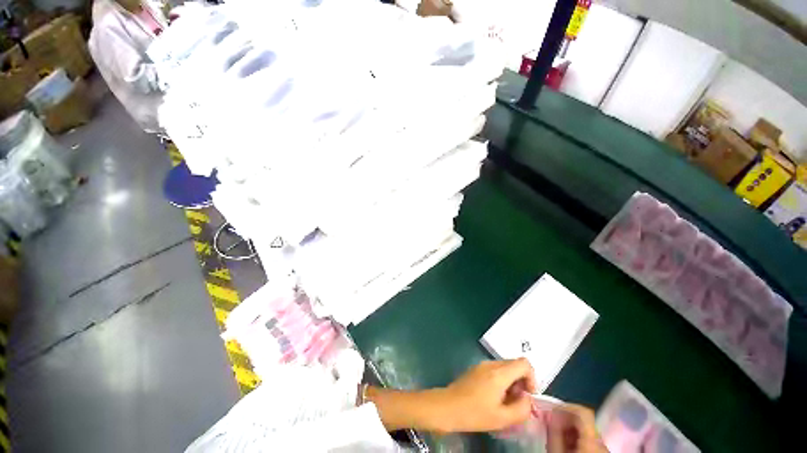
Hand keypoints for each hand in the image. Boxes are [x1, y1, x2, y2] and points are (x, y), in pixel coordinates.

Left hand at [435, 358, 536, 432]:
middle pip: (514, 364)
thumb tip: (528, 399)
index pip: (524, 363)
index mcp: (499, 373)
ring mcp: (482, 365)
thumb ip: (522, 409)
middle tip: (517, 401)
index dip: (532, 378)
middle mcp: (491, 364)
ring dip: (511, 382)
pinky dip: (501, 381)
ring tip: (505, 402)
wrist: (448, 406)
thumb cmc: (475, 413)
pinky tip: (494, 397)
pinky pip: (495, 370)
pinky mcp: (476, 369)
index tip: (528, 395)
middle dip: (521, 382)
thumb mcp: (502, 418)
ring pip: (505, 367)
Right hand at [548, 404, 607, 452]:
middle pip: (583, 421)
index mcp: (592, 439)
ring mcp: (604, 449)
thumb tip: (548, 412)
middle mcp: (602, 441)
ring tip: (556, 437)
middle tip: (550, 425)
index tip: (551, 409)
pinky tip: (567, 447)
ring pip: (586, 431)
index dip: (566, 406)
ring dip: (569, 429)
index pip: (583, 411)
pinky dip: (576, 439)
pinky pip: (589, 440)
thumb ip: (553, 431)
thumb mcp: (556, 452)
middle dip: (565, 419)